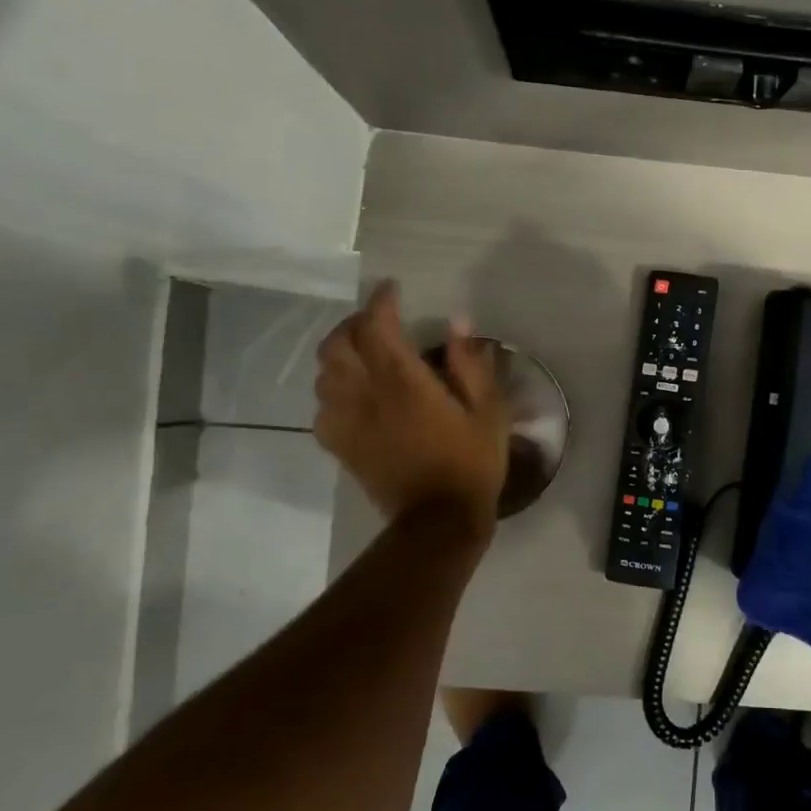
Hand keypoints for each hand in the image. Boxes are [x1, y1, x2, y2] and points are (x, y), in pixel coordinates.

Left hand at [313, 281, 507, 531]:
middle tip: (377, 322)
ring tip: (364, 354)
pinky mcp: (341, 446)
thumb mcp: (488, 411)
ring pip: (324, 373)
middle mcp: (366, 395)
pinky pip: (322, 407)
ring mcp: (347, 422)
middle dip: (354, 324)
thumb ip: (472, 365)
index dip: (381, 302)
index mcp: (404, 383)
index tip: (393, 290)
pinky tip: (354, 395)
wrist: (439, 520)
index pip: (376, 326)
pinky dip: (333, 390)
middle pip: (337, 344)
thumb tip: (458, 325)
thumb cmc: (471, 463)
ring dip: (340, 354)